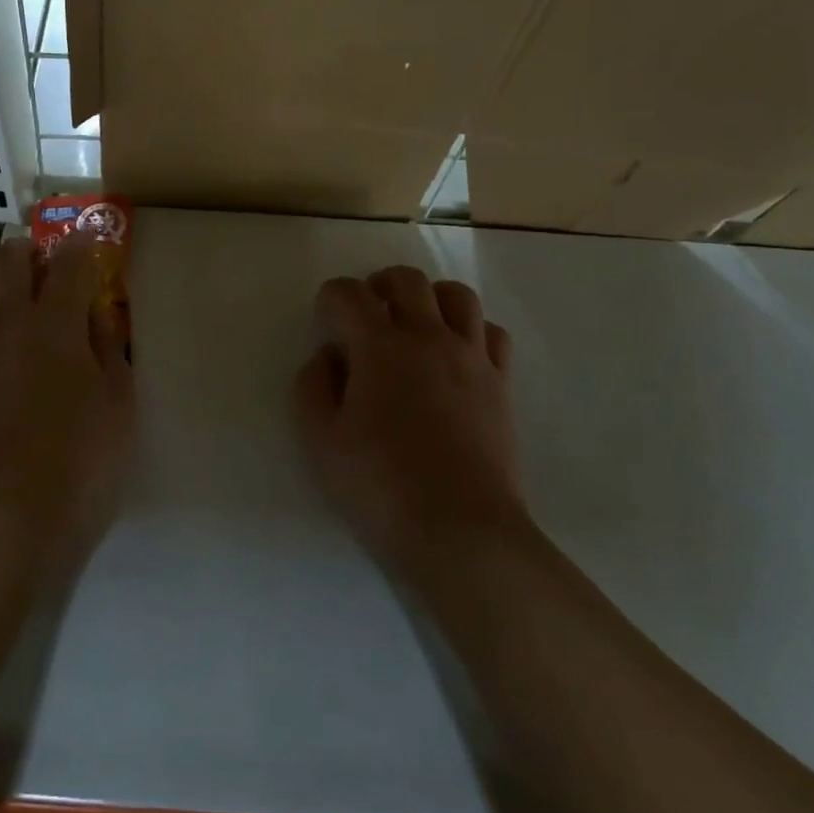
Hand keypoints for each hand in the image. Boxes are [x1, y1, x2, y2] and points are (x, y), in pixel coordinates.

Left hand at [0, 235, 135, 570]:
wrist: (2, 514)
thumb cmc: (77, 462)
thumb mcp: (118, 406)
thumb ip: (110, 352)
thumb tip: (97, 317)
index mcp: (57, 322)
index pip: (70, 263)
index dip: (80, 247)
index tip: (84, 244)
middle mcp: (7, 319)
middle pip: (8, 257)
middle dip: (27, 254)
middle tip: (40, 275)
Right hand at [295, 267, 522, 574]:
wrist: (461, 532)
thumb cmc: (381, 486)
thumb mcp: (320, 440)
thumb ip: (313, 386)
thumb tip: (329, 356)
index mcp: (379, 346)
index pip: (349, 294)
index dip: (330, 299)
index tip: (325, 321)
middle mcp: (428, 337)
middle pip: (407, 280)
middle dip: (379, 284)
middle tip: (366, 312)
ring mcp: (471, 357)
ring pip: (457, 295)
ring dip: (429, 298)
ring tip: (414, 323)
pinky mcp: (500, 384)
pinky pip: (491, 333)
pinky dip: (470, 329)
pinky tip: (455, 354)